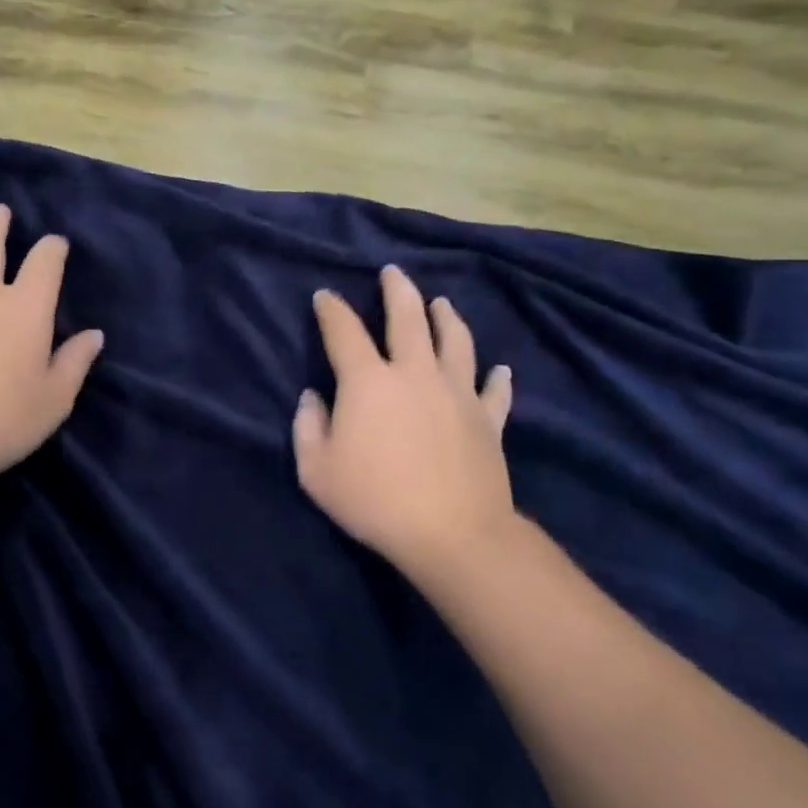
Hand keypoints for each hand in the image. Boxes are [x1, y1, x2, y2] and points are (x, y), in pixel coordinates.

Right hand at [293, 266, 516, 591]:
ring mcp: (457, 393)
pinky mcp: (488, 419)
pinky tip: (500, 369)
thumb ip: (307, 428)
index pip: (344, 331)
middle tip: (393, 272)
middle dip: (397, 290)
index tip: (325, 296)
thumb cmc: (375, 501)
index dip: (331, 310)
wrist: (453, 534)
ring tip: (442, 303)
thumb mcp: (317, 471)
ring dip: (447, 318)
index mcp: (368, 381)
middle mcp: (414, 373)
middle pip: (407, 318)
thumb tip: (312, 398)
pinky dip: (498, 377)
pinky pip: (495, 391)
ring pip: (455, 341)